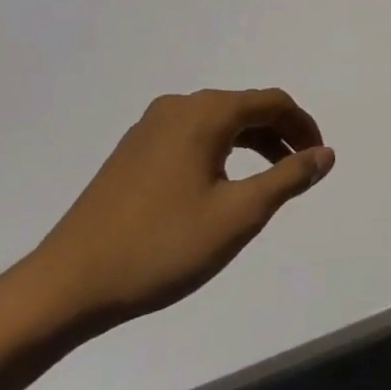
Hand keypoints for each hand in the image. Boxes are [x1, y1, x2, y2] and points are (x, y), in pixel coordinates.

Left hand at [12, 89, 334, 335]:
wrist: (64, 287)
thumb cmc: (161, 247)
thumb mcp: (239, 215)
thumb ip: (288, 178)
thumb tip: (325, 154)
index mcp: (205, 113)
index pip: (272, 102)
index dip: (303, 126)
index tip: (319, 158)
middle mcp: (178, 108)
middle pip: (245, 108)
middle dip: (279, 134)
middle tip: (300, 170)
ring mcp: (149, 128)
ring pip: (218, 123)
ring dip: (251, 144)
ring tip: (268, 180)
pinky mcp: (131, 152)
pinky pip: (192, 137)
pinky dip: (220, 152)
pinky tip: (220, 186)